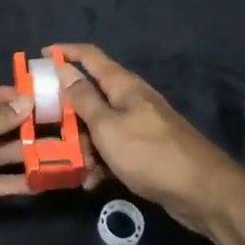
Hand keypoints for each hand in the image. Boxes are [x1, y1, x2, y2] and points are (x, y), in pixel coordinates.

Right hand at [53, 44, 244, 233]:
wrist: (204, 192)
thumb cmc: (150, 153)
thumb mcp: (107, 126)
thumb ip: (83, 99)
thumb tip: (64, 70)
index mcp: (123, 85)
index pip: (90, 56)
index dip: (65, 51)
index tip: (41, 55)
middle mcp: (131, 100)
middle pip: (91, 94)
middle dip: (67, 111)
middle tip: (44, 125)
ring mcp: (140, 125)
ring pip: (100, 126)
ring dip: (83, 143)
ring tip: (72, 165)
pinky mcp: (145, 151)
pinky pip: (113, 149)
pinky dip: (101, 162)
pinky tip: (92, 182)